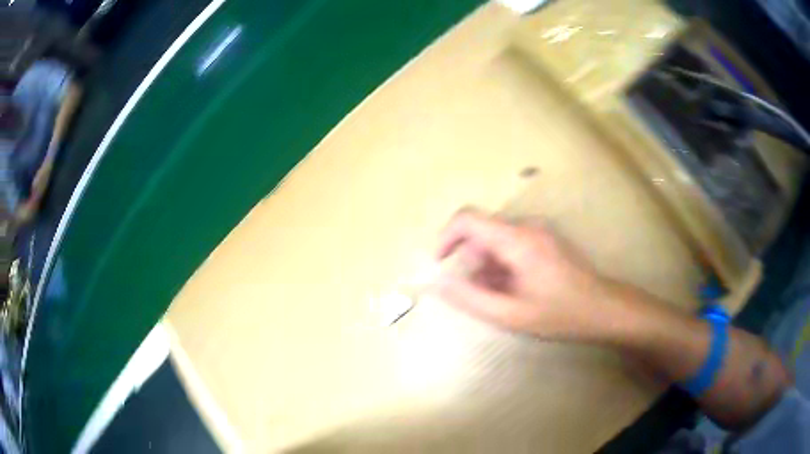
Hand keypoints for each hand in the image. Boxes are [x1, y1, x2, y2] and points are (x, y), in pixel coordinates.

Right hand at [433, 209, 612, 340]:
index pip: (467, 218)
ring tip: (499, 297)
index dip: (446, 237)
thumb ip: (470, 298)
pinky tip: (514, 289)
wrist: (603, 308)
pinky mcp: (545, 238)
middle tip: (477, 294)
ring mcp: (539, 230)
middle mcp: (526, 226)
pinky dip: (503, 264)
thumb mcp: (510, 314)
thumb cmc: (559, 314)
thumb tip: (438, 284)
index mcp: (516, 239)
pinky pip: (512, 243)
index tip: (440, 263)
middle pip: (482, 232)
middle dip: (470, 261)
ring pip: (497, 239)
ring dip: (487, 266)